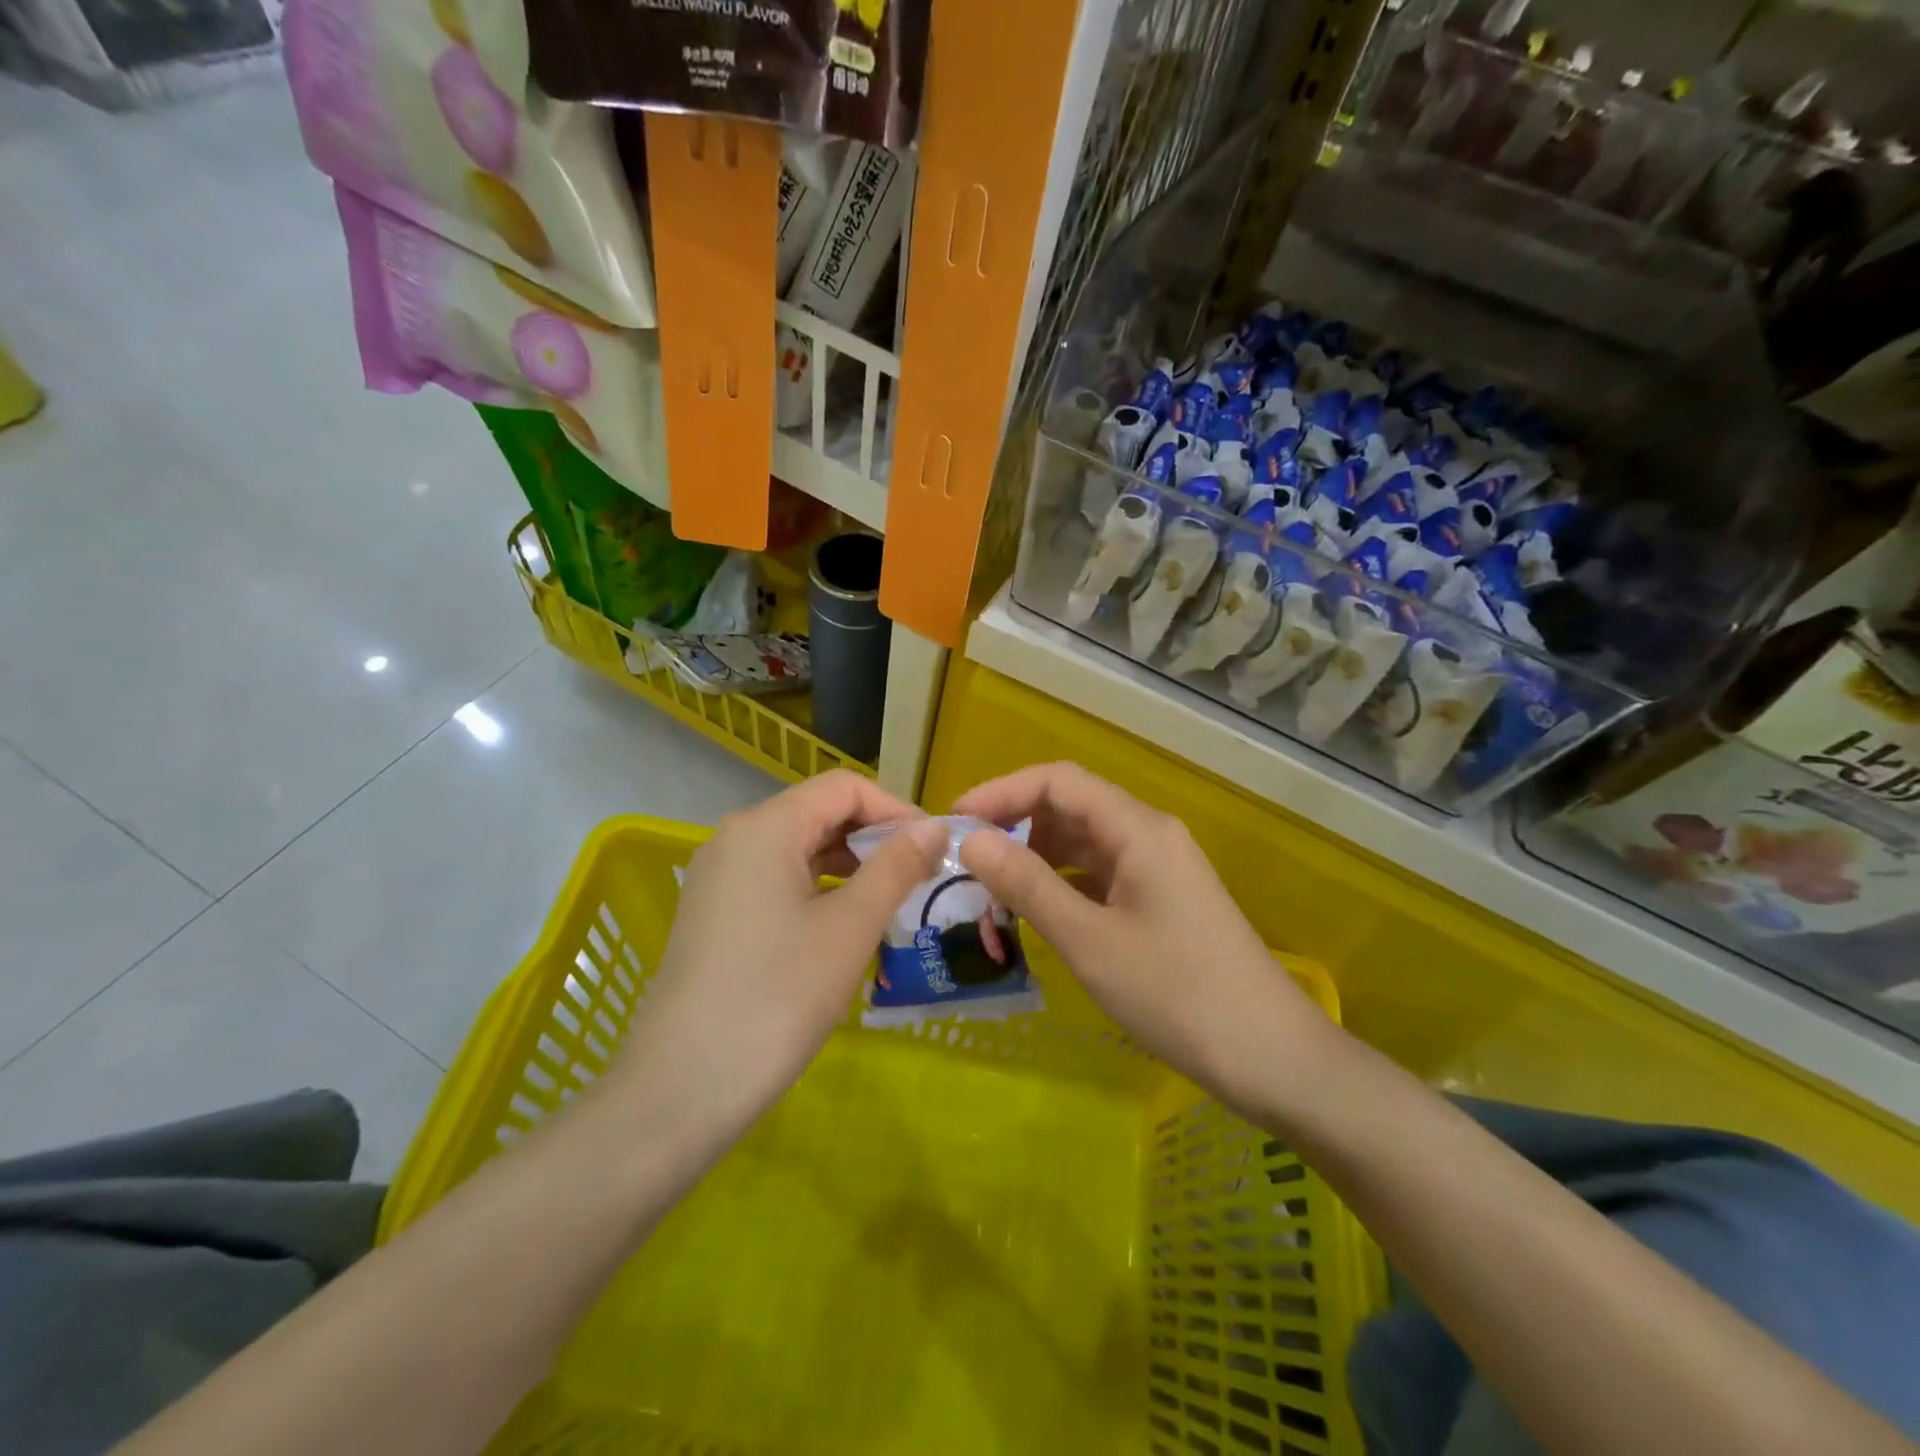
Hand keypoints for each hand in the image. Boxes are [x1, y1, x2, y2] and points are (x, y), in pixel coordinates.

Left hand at [613, 772, 945, 1143]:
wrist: (682, 1090)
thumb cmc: (777, 998)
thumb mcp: (849, 928)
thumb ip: (895, 867)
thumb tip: (934, 826)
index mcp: (765, 827)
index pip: (844, 788)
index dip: (896, 809)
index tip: (934, 849)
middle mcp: (735, 838)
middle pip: (819, 812)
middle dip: (875, 838)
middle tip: (920, 878)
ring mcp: (719, 877)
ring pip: (798, 848)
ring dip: (850, 865)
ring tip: (891, 902)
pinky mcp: (714, 913)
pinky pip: (777, 879)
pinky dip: (818, 888)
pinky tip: (845, 925)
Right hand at [954, 763, 1335, 1110]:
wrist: (1271, 1056)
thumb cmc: (1176, 994)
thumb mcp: (1089, 940)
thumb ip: (1028, 884)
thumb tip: (972, 841)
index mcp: (1138, 829)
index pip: (1058, 781)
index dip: (1002, 791)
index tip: (956, 823)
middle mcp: (1150, 834)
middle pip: (1071, 806)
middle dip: (1015, 824)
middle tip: (967, 862)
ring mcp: (1160, 867)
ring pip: (1085, 842)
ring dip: (1037, 856)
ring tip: (993, 890)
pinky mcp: (1163, 899)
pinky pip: (1101, 873)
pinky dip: (1064, 883)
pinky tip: (1038, 911)